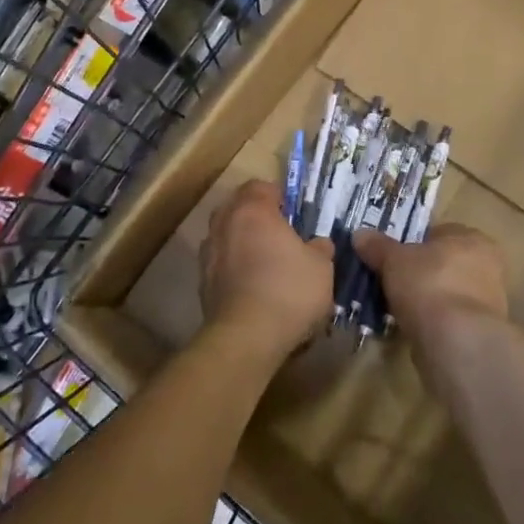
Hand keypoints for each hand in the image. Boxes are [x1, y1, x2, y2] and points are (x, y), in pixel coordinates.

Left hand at [201, 180, 334, 364]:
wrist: (245, 337)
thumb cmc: (288, 291)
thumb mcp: (321, 267)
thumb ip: (320, 248)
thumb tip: (318, 244)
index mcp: (253, 210)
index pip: (260, 186)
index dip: (278, 196)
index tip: (294, 213)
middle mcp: (224, 223)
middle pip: (238, 208)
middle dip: (257, 217)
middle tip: (281, 236)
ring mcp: (208, 253)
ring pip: (226, 236)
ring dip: (242, 243)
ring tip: (265, 264)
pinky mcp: (202, 282)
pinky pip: (221, 264)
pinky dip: (234, 269)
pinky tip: (252, 288)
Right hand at [354, 225, 507, 381]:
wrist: (457, 342)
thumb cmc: (429, 284)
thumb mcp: (394, 260)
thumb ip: (377, 246)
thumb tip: (360, 234)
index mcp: (472, 238)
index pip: (439, 233)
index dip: (413, 243)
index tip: (392, 257)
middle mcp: (488, 266)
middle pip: (444, 263)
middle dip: (420, 272)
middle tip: (393, 281)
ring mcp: (489, 301)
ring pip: (447, 292)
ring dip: (426, 299)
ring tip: (397, 308)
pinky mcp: (482, 332)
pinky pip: (450, 319)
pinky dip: (433, 322)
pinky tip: (413, 328)